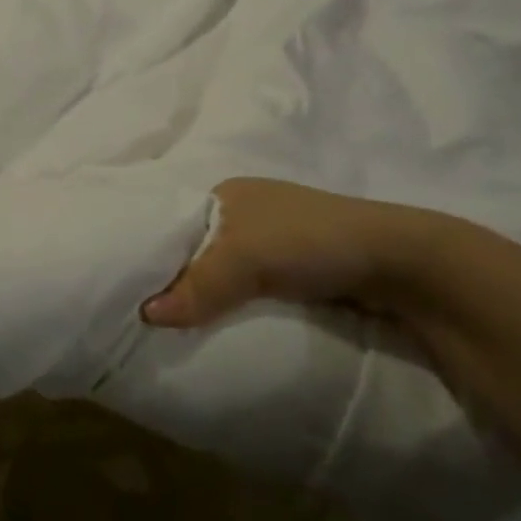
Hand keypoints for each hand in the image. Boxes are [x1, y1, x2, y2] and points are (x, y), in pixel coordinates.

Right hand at [141, 178, 443, 329]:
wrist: (397, 262)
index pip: (170, 222)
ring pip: (219, 272)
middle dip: (173, 276)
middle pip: (193, 249)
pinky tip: (214, 325)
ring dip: (202, 295)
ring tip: (170, 325)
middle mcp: (242, 214)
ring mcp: (270, 243)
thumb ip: (197, 285)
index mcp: (225, 194)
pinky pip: (244, 290)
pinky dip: (228, 305)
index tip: (124, 282)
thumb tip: (145, 315)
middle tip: (142, 311)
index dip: (148, 249)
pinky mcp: (291, 272)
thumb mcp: (246, 256)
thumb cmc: (309, 239)